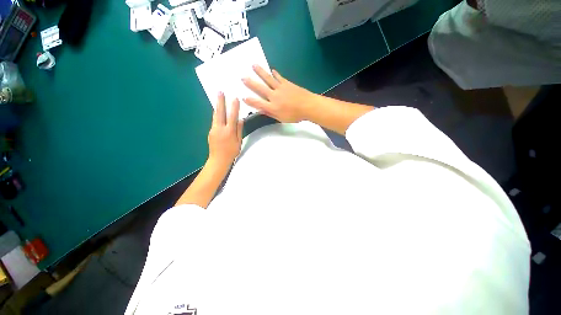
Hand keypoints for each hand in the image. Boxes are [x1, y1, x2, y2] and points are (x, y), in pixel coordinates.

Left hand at [207, 92, 243, 167]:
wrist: (218, 160)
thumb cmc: (231, 152)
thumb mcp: (238, 142)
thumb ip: (239, 130)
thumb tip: (241, 120)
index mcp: (229, 131)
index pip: (232, 116)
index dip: (234, 107)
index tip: (235, 98)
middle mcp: (220, 129)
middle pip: (220, 113)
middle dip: (220, 101)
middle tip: (220, 92)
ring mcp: (213, 130)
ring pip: (215, 116)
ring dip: (217, 107)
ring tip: (218, 99)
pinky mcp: (210, 132)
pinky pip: (214, 121)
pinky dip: (216, 115)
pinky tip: (218, 112)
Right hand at [242, 65, 316, 122]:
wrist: (308, 106)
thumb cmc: (295, 115)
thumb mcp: (282, 119)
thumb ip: (271, 114)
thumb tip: (261, 110)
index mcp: (272, 107)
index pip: (258, 103)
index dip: (250, 101)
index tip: (243, 97)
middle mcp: (274, 96)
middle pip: (260, 88)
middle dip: (251, 83)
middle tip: (242, 76)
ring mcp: (280, 88)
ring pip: (268, 79)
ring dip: (260, 72)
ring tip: (253, 65)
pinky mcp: (287, 83)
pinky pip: (279, 77)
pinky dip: (275, 74)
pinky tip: (272, 70)